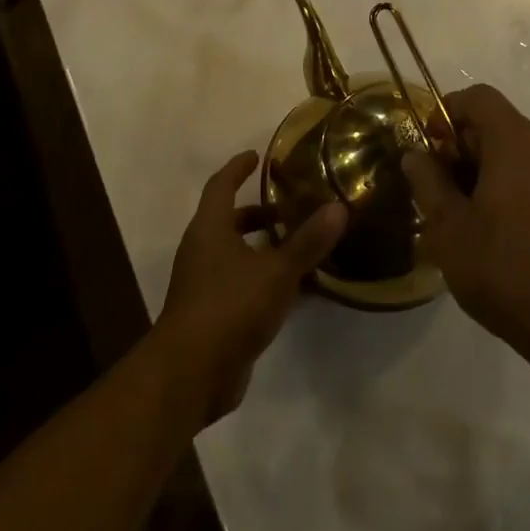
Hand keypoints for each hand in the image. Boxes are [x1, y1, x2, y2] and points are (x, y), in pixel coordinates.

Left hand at [154, 151, 348, 428]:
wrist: (190, 375)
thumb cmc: (229, 307)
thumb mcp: (277, 271)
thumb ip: (308, 241)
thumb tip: (339, 207)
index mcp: (209, 229)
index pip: (221, 185)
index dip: (238, 168)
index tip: (256, 156)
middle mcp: (202, 251)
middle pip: (228, 221)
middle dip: (257, 213)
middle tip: (290, 206)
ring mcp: (204, 285)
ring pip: (235, 254)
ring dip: (263, 247)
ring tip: (299, 244)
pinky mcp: (212, 315)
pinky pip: (241, 284)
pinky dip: (264, 278)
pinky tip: (296, 289)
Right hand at [404, 85, 529, 366]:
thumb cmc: (502, 269)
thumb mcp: (448, 227)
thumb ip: (428, 182)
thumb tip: (416, 156)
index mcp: (518, 141)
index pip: (479, 97)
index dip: (447, 112)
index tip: (429, 148)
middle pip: (499, 123)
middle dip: (464, 146)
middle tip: (440, 188)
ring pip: (518, 150)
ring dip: (487, 167)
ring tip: (465, 213)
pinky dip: (513, 183)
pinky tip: (499, 229)